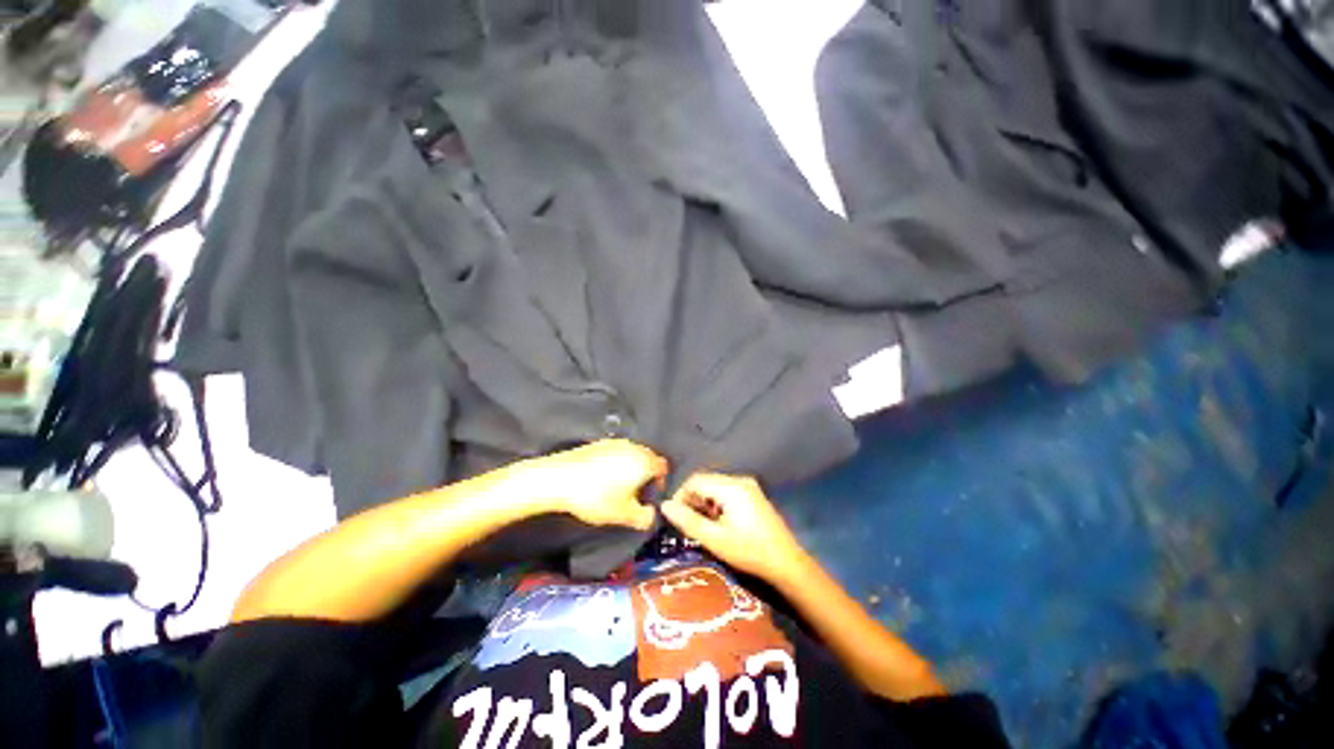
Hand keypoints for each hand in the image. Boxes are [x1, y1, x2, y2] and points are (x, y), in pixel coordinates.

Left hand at [517, 440, 666, 530]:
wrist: (559, 478)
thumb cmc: (595, 496)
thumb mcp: (624, 515)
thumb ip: (645, 517)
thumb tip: (651, 516)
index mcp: (644, 461)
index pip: (663, 467)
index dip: (661, 482)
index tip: (651, 494)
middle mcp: (633, 447)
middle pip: (648, 459)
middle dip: (646, 475)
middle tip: (636, 494)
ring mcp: (615, 443)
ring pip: (632, 455)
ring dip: (630, 469)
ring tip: (617, 488)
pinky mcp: (598, 443)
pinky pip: (615, 453)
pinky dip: (614, 464)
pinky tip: (602, 479)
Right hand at [660, 473, 808, 582]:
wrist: (787, 563)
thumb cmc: (749, 551)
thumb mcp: (714, 539)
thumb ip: (687, 521)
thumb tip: (664, 506)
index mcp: (731, 487)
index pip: (695, 480)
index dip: (681, 495)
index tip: (676, 517)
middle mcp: (740, 480)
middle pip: (706, 481)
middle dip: (693, 499)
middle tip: (690, 524)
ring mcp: (749, 486)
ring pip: (715, 486)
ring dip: (705, 502)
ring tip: (705, 526)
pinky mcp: (753, 494)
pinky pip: (727, 491)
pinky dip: (717, 503)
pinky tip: (720, 523)